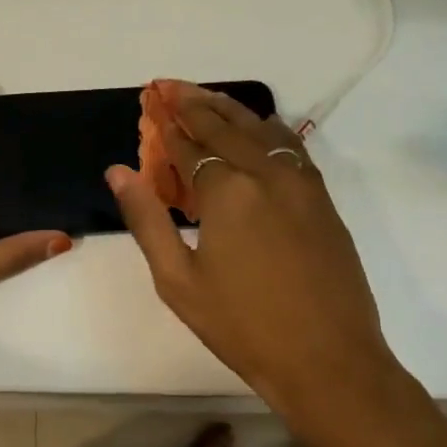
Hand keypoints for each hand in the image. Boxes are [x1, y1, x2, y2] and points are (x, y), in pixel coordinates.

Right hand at [108, 81, 437, 446]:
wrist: (329, 361)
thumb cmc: (242, 326)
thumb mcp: (177, 280)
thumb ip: (147, 219)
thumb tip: (118, 171)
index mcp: (227, 192)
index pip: (189, 145)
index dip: (166, 124)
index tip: (150, 103)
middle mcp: (266, 173)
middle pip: (225, 124)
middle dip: (192, 102)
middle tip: (168, 85)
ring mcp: (302, 182)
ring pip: (261, 127)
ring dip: (229, 108)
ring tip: (204, 95)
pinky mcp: (323, 198)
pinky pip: (290, 145)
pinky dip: (266, 127)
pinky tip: (256, 127)